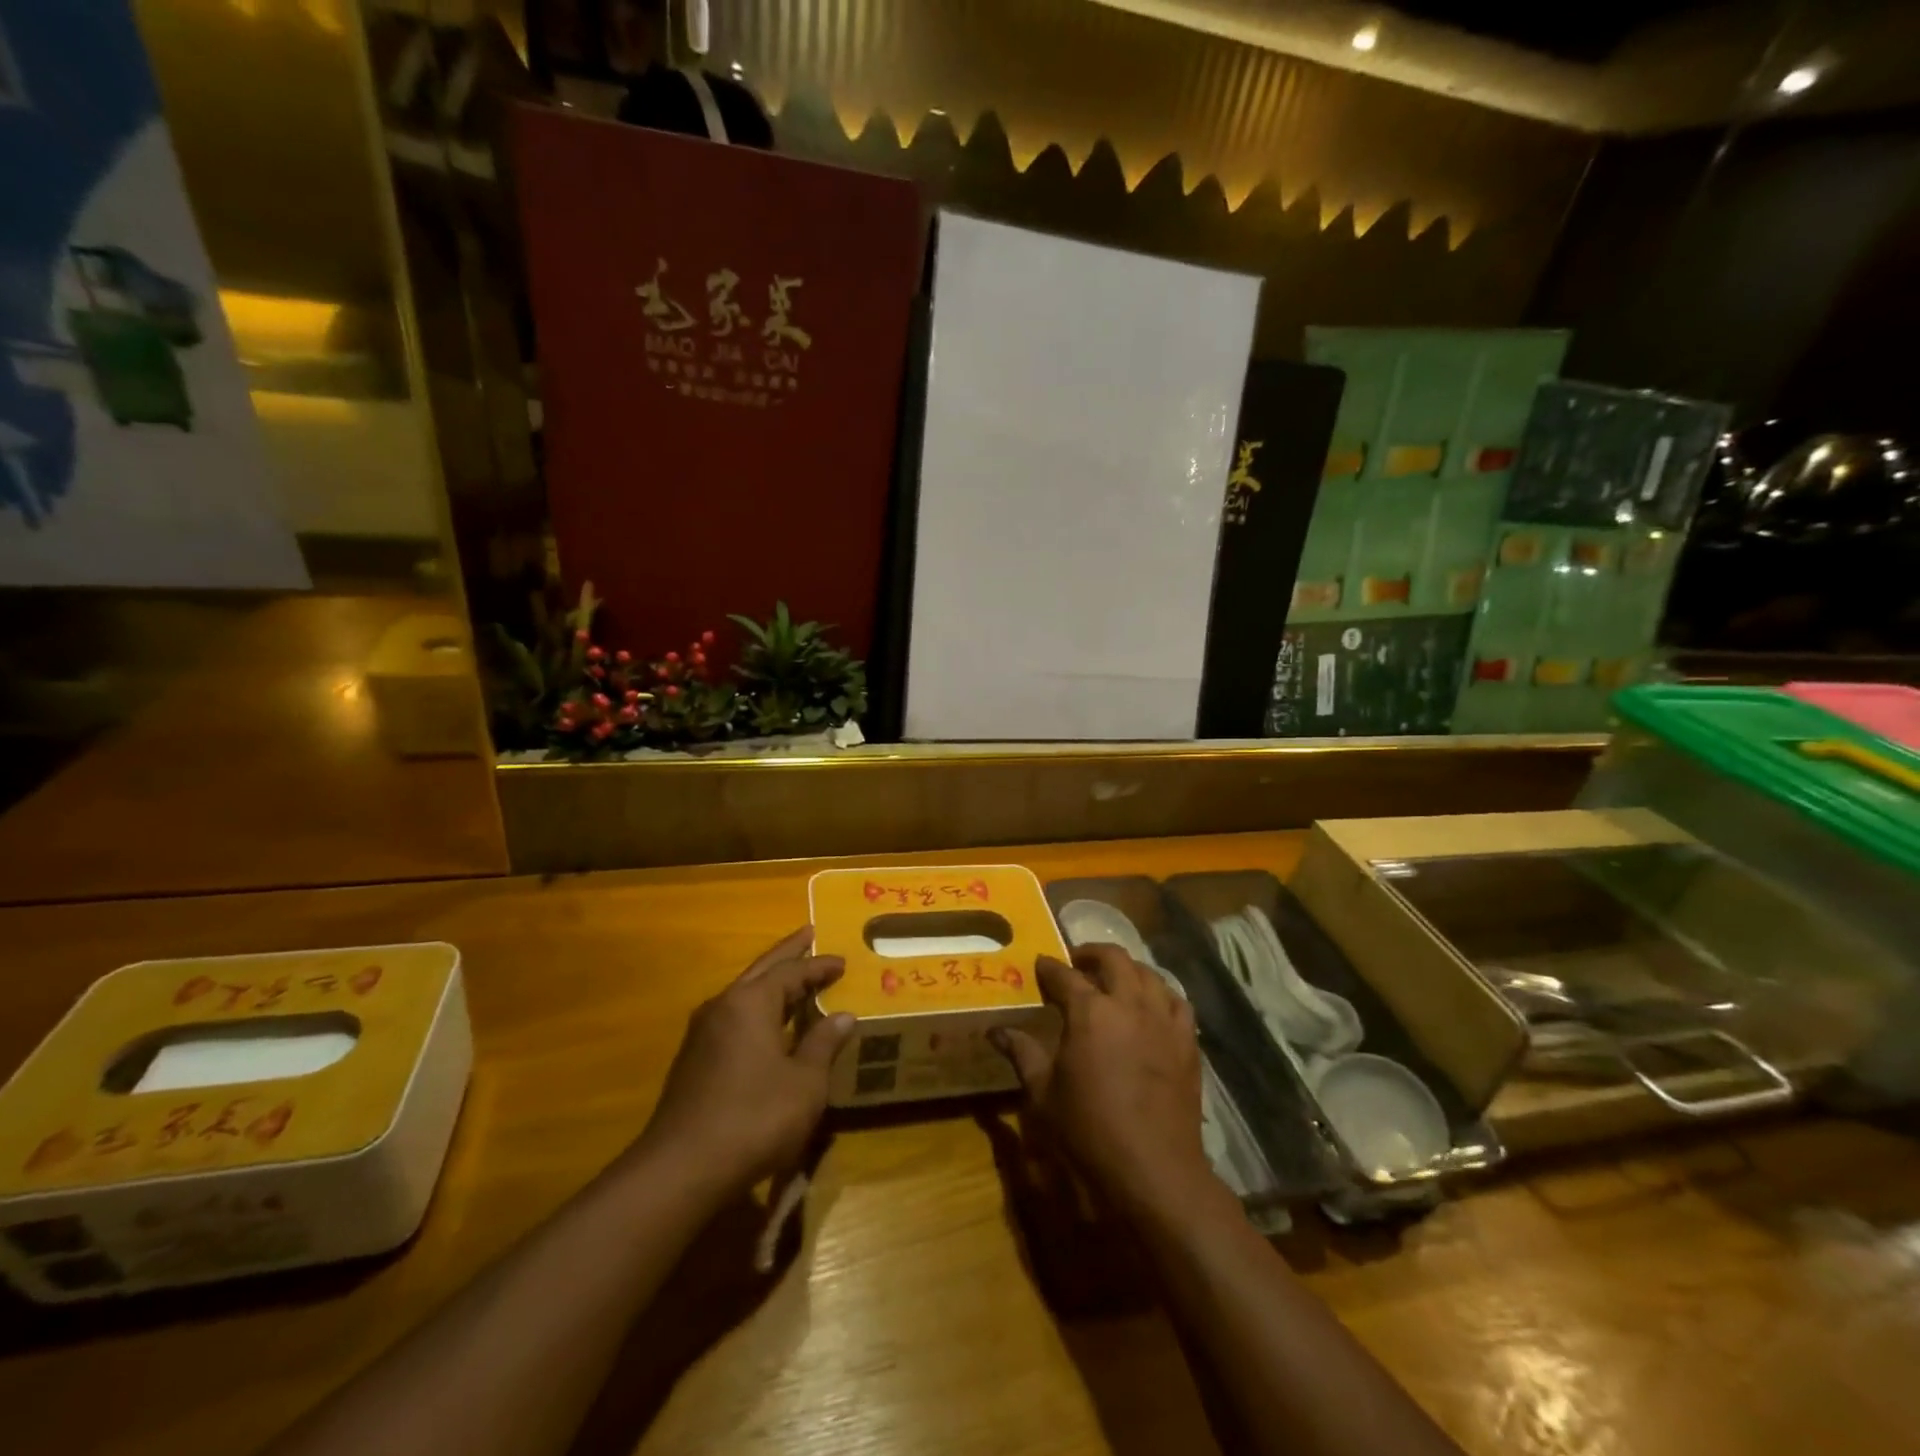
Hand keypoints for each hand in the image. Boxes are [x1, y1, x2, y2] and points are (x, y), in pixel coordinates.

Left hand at [631, 927, 855, 1200]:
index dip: (819, 966)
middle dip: (788, 954)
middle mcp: (723, 1006)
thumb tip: (843, 1016)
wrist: (682, 1169)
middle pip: (761, 970)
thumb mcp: (805, 1083)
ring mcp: (702, 1034)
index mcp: (750, 1002)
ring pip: (743, 995)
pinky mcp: (693, 1061)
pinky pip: (733, 1020)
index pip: (791, 971)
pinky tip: (768, 1026)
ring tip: (793, 978)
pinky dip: (757, 1011)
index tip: (842, 961)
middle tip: (809, 934)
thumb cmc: (755, 1117)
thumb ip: (823, 1044)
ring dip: (770, 983)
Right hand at [994, 944, 1218, 1218]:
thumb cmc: (1090, 1132)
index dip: (1049, 968)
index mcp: (1090, 1012)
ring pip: (1148, 974)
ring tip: (1114, 980)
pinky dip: (1160, 994)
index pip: (1064, 976)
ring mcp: (1162, 1020)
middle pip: (1113, 959)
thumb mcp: (1044, 1094)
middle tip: (1076, 963)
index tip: (1039, 965)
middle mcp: (1129, 1004)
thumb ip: (1022, 1054)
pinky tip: (1151, 1007)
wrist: (1154, 1171)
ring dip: (1127, 970)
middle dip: (1091, 954)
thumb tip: (996, 1031)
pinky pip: (1177, 1002)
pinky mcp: (1187, 1042)